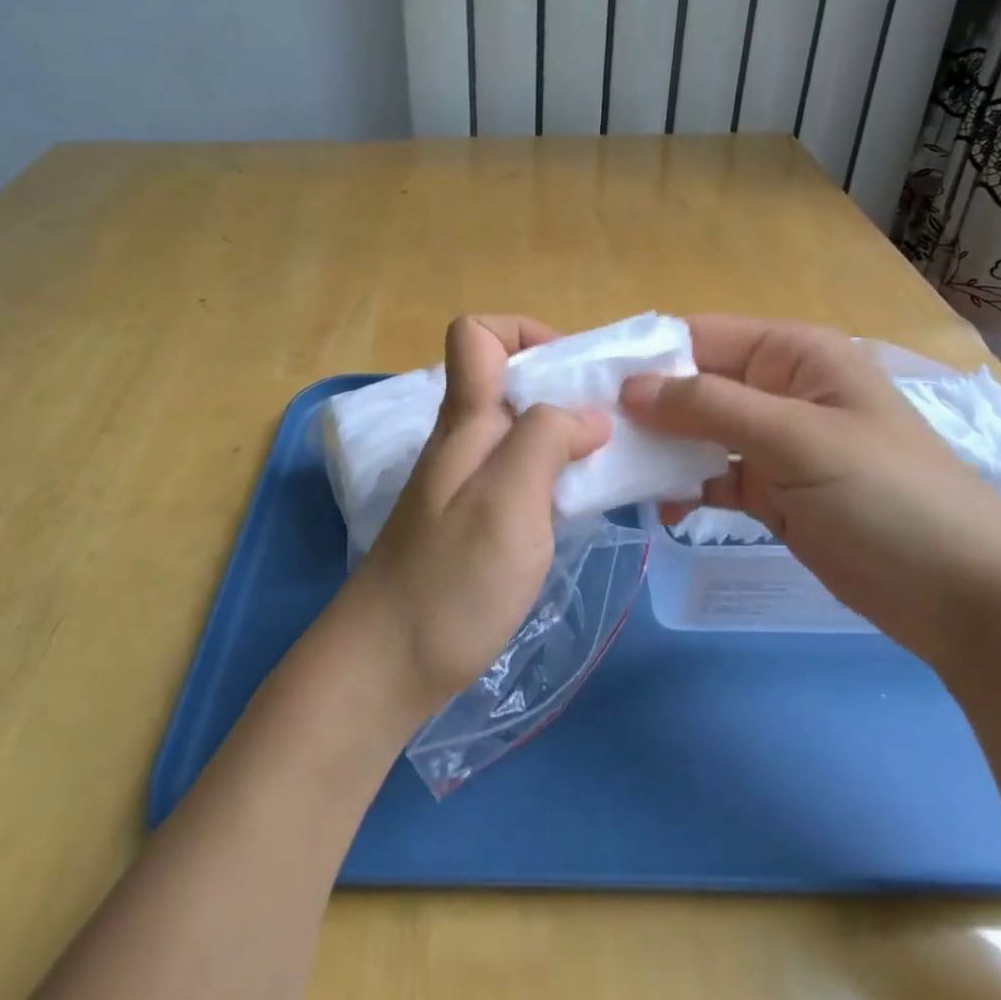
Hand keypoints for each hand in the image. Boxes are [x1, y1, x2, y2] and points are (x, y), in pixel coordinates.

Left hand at [348, 316, 610, 719]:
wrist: (387, 666)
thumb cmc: (451, 580)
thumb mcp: (507, 501)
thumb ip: (545, 440)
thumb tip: (588, 415)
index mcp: (465, 420)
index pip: (475, 334)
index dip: (524, 333)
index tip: (573, 374)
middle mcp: (464, 440)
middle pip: (509, 379)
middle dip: (564, 386)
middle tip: (613, 425)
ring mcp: (467, 482)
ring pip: (520, 428)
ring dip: (566, 433)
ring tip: (610, 464)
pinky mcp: (476, 520)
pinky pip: (521, 472)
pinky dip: (556, 474)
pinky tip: (581, 504)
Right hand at [621, 317, 1000, 666]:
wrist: (969, 601)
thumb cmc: (889, 498)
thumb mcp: (797, 440)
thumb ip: (710, 407)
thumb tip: (630, 387)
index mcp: (793, 354)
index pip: (700, 337)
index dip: (645, 356)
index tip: (587, 382)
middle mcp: (779, 389)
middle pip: (694, 386)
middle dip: (646, 408)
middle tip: (589, 435)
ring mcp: (776, 443)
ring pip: (698, 433)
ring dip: (660, 451)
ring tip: (614, 473)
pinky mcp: (774, 491)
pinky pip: (714, 476)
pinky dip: (686, 488)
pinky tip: (661, 509)